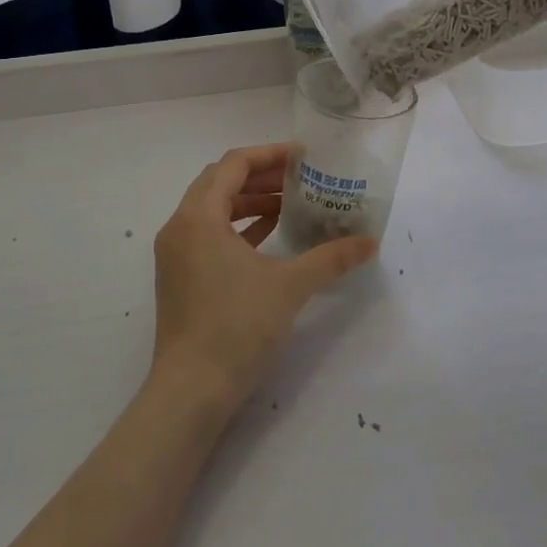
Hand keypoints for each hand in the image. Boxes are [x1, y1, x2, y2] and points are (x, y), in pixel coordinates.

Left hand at [149, 144, 375, 414]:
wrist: (190, 393)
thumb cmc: (236, 327)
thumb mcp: (290, 286)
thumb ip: (331, 257)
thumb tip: (371, 242)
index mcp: (198, 217)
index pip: (233, 163)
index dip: (270, 154)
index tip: (304, 157)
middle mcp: (179, 227)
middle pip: (220, 182)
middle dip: (261, 175)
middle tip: (300, 178)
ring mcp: (175, 255)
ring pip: (213, 209)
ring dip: (250, 201)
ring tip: (289, 205)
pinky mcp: (179, 278)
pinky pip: (208, 235)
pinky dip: (238, 227)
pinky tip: (269, 236)